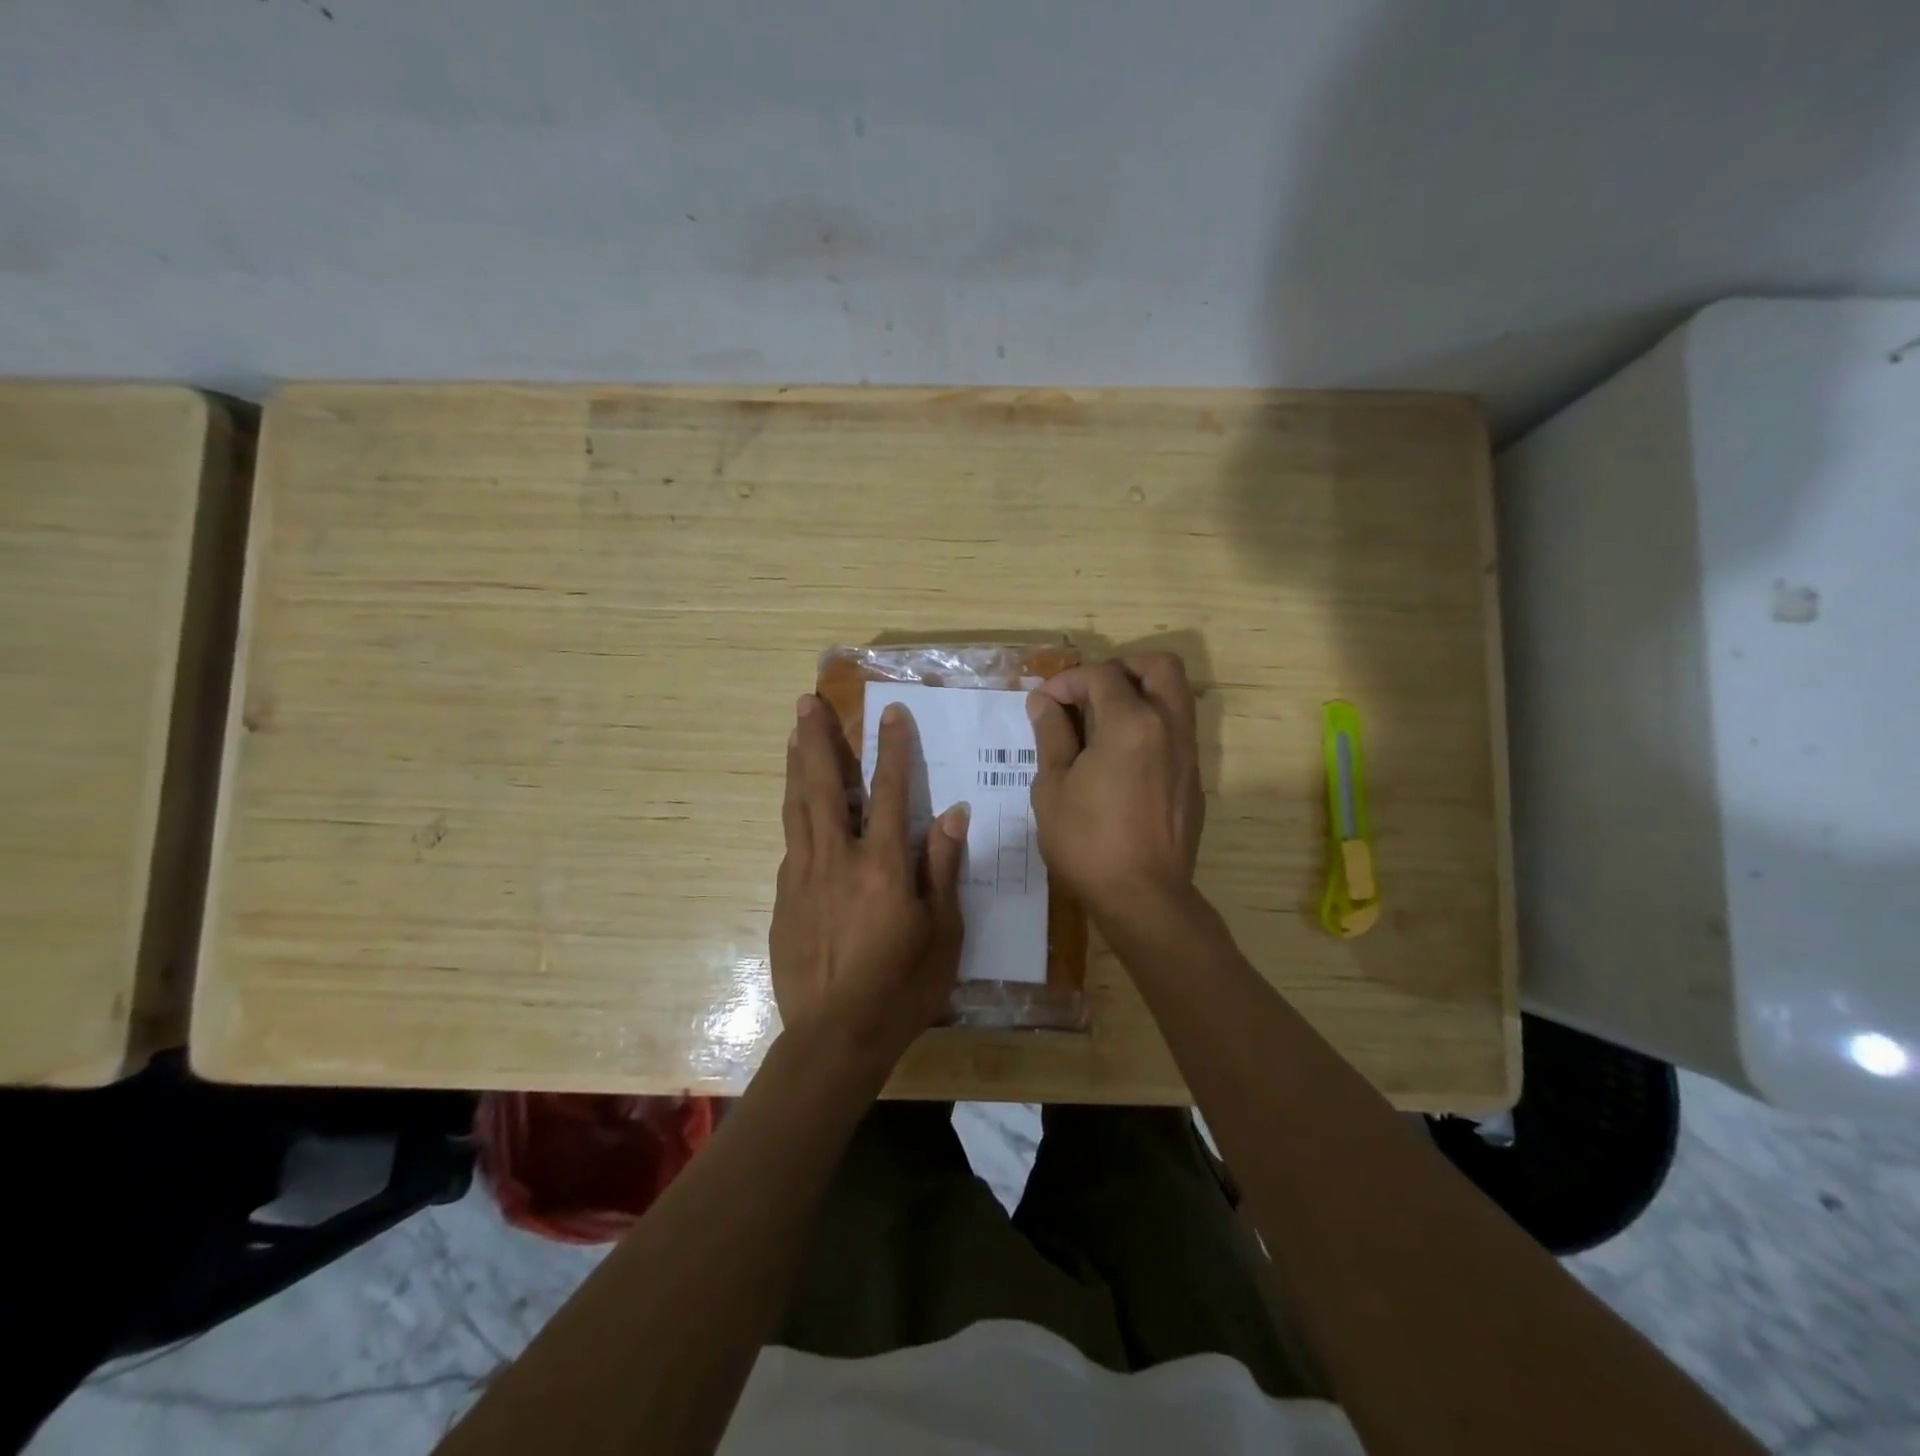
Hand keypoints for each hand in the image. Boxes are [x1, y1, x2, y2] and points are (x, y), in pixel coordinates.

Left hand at [770, 694, 967, 1066]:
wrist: (834, 1037)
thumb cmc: (902, 987)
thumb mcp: (943, 933)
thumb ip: (943, 868)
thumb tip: (954, 814)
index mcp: (882, 865)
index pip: (889, 791)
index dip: (892, 748)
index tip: (890, 712)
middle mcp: (837, 859)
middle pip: (826, 786)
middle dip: (819, 739)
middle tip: (807, 702)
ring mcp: (803, 876)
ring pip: (798, 807)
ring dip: (798, 765)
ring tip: (794, 733)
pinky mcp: (783, 897)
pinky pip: (791, 842)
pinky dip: (796, 813)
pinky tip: (798, 805)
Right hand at [1027, 653, 1204, 922]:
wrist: (1144, 897)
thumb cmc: (1088, 842)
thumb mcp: (1053, 787)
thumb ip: (1051, 735)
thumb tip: (1044, 702)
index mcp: (1132, 723)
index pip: (1102, 675)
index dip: (1067, 680)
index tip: (1044, 703)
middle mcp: (1169, 726)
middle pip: (1158, 666)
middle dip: (1121, 667)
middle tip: (1090, 691)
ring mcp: (1187, 753)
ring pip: (1175, 695)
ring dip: (1140, 692)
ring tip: (1103, 720)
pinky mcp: (1193, 778)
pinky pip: (1177, 729)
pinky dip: (1151, 723)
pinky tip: (1121, 757)